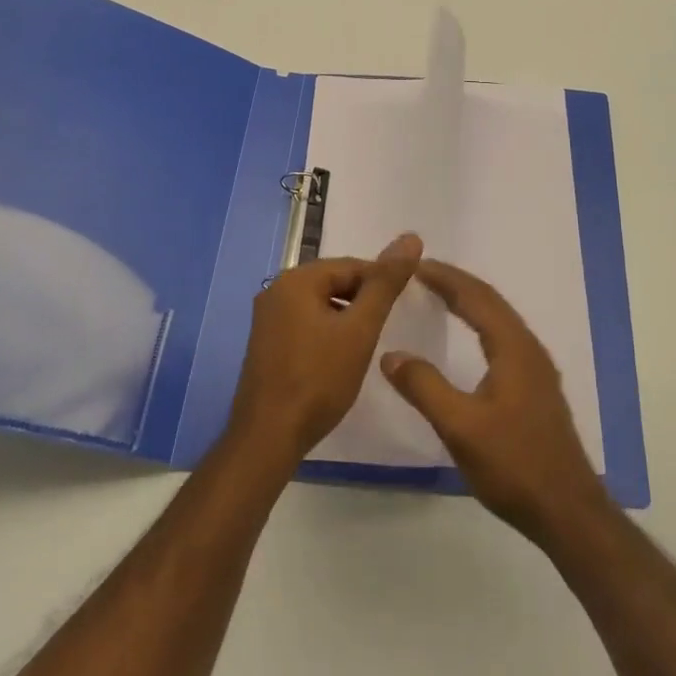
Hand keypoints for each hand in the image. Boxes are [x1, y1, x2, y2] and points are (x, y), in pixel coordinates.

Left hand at [225, 233, 422, 465]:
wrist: (268, 437)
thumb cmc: (318, 380)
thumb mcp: (360, 329)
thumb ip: (385, 284)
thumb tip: (410, 238)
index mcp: (296, 279)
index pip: (352, 266)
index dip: (381, 284)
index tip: (402, 309)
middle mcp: (276, 290)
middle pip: (334, 283)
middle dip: (362, 302)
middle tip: (383, 332)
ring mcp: (266, 318)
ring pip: (320, 305)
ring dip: (346, 319)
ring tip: (365, 347)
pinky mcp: (265, 344)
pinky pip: (305, 324)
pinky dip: (327, 333)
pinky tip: (339, 359)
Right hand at [381, 260, 608, 543]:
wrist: (567, 511)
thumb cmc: (514, 465)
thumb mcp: (460, 427)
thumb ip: (424, 387)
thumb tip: (390, 354)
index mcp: (513, 348)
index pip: (476, 297)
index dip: (445, 277)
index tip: (415, 264)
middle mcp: (528, 348)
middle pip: (490, 301)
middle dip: (456, 283)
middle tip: (422, 272)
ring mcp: (536, 368)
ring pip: (499, 319)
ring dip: (470, 301)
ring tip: (440, 294)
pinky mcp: (536, 387)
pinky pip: (504, 337)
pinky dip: (481, 322)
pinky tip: (470, 337)